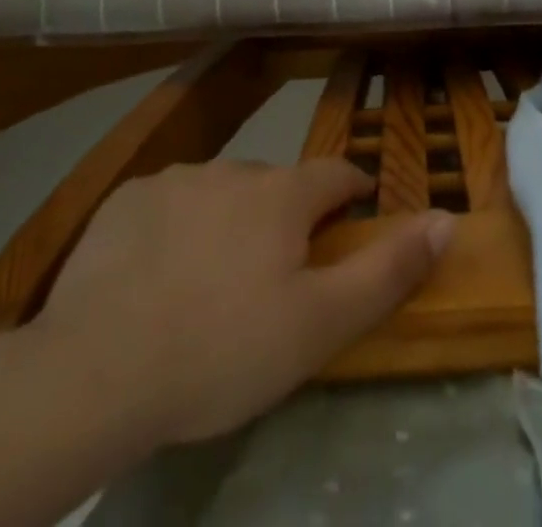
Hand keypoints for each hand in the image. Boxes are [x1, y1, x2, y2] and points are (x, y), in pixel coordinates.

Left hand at [32, 158, 453, 449]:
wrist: (95, 372)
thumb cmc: (222, 350)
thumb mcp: (320, 325)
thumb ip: (387, 269)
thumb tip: (445, 218)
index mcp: (282, 194)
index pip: (335, 175)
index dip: (350, 193)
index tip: (351, 216)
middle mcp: (233, 171)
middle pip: (275, 186)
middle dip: (285, 217)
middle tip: (274, 275)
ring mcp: (175, 180)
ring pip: (220, 193)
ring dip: (228, 221)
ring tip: (211, 281)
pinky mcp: (125, 201)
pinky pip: (167, 204)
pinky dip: (175, 228)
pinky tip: (156, 275)